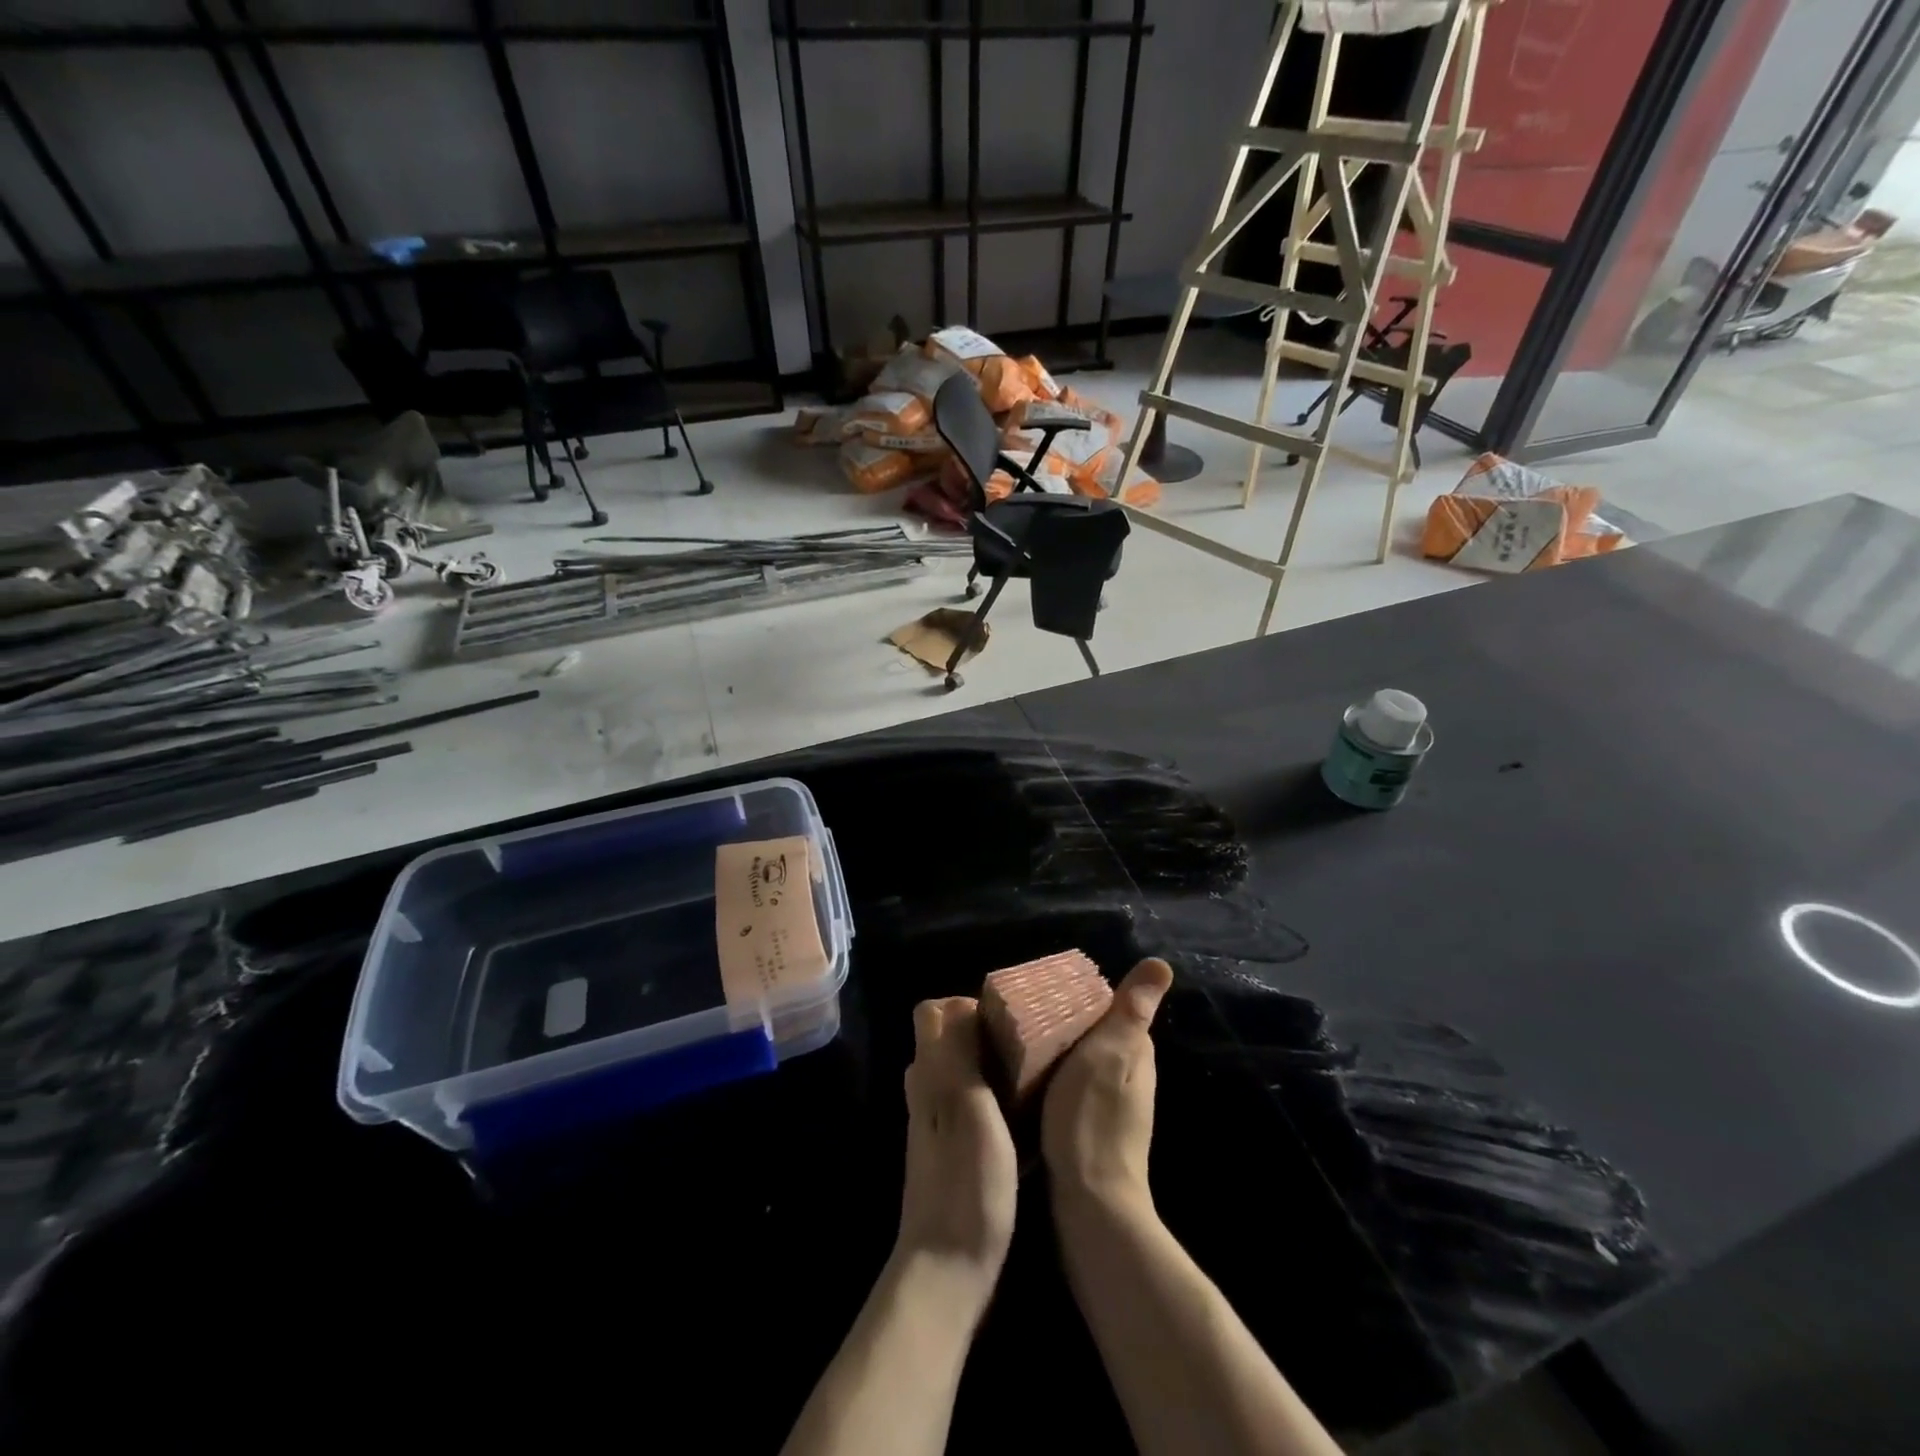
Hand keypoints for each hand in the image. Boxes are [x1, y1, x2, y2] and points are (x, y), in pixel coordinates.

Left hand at [896, 997, 1017, 1310]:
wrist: (948, 1270)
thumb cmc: (966, 1182)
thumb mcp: (968, 1105)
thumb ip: (959, 1052)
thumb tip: (961, 1002)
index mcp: (930, 1074)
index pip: (931, 1012)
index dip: (963, 1004)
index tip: (1004, 1015)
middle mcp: (927, 1092)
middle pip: (947, 1039)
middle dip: (983, 1030)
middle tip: (1027, 1040)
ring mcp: (937, 1126)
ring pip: (961, 1072)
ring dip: (991, 1064)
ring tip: (1032, 1071)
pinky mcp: (952, 1154)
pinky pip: (971, 1106)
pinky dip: (994, 1098)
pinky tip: (1025, 1115)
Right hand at [1041, 959, 1173, 1216]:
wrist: (1090, 1201)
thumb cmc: (1093, 1117)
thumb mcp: (1110, 1052)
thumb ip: (1130, 1011)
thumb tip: (1162, 964)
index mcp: (1137, 1052)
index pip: (1109, 1007)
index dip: (1079, 996)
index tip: (1044, 992)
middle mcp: (1130, 1075)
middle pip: (1093, 1033)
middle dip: (1064, 1022)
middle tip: (1022, 1017)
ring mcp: (1112, 1105)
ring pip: (1080, 1061)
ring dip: (1055, 1051)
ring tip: (1016, 1045)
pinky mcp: (1091, 1127)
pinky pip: (1069, 1087)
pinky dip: (1052, 1078)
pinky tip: (1026, 1083)